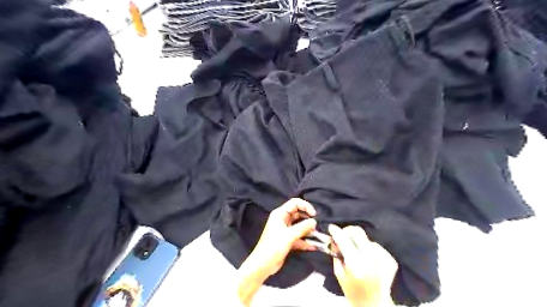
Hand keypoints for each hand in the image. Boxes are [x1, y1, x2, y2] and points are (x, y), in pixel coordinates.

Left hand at [237, 198, 318, 305]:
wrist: (263, 265)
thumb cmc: (274, 246)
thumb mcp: (289, 235)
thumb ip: (303, 227)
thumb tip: (314, 222)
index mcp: (280, 214)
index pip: (295, 203)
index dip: (305, 206)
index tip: (314, 215)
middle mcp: (283, 219)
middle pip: (298, 214)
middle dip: (308, 219)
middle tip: (317, 226)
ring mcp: (285, 230)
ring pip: (299, 226)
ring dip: (308, 230)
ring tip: (318, 235)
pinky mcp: (287, 240)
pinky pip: (299, 237)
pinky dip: (305, 240)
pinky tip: (314, 246)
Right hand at [327, 223, 400, 306]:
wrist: (375, 304)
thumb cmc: (353, 291)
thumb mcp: (339, 274)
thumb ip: (336, 255)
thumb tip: (334, 240)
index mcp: (356, 265)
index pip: (344, 241)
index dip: (336, 232)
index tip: (331, 227)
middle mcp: (371, 260)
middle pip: (358, 232)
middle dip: (348, 231)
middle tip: (343, 236)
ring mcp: (383, 259)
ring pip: (367, 239)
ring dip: (359, 243)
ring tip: (357, 254)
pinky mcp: (391, 260)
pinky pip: (376, 246)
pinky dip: (370, 250)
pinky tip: (368, 260)